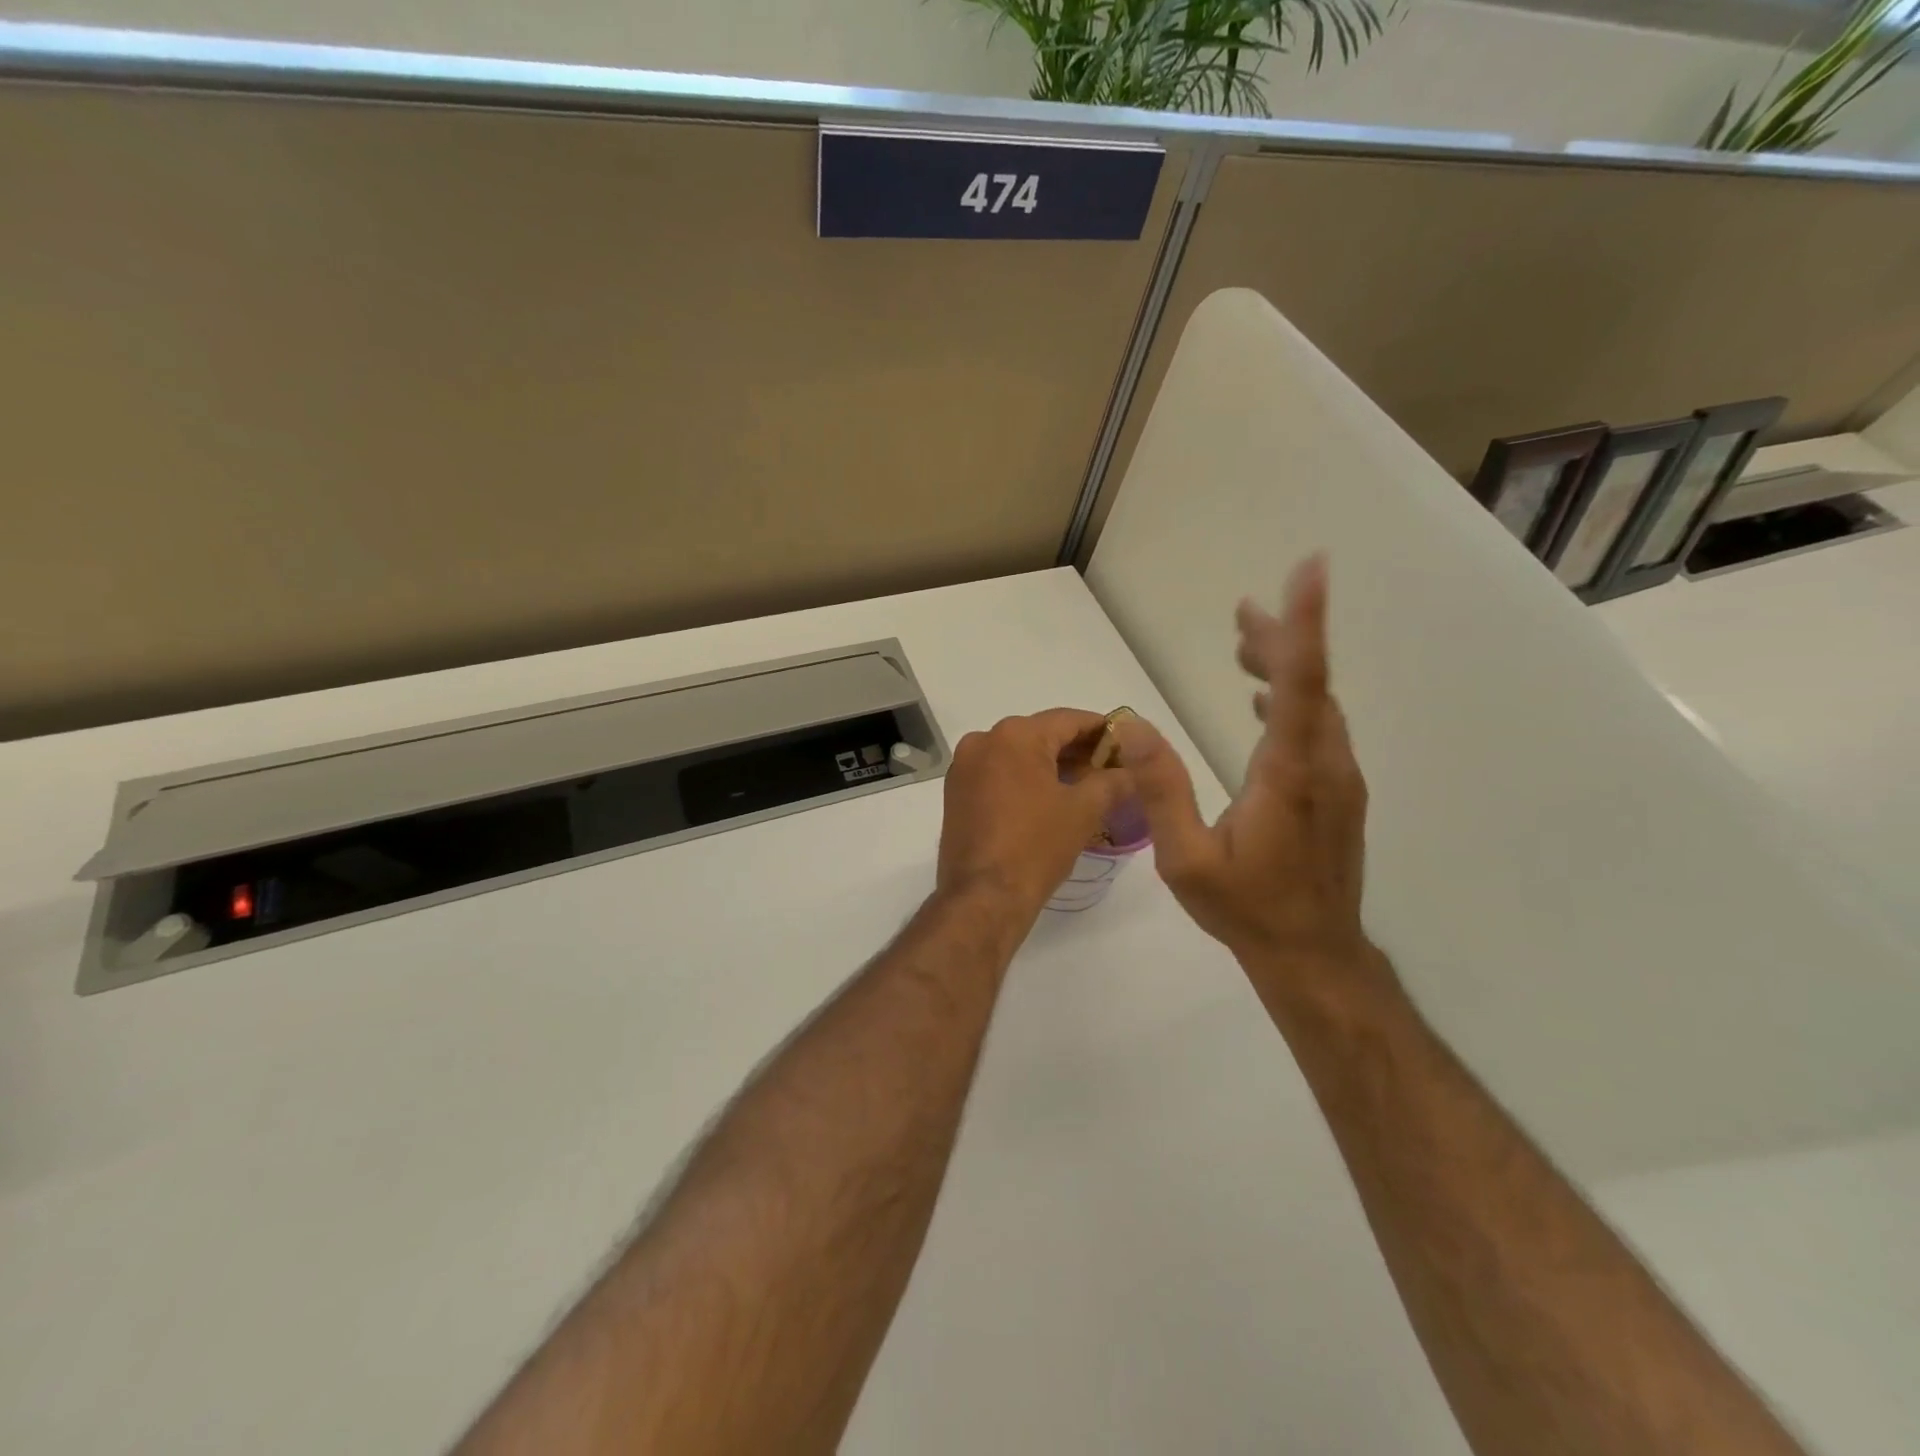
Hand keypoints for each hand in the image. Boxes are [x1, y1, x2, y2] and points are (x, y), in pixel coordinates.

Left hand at [937, 709, 1134, 919]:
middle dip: (1077, 750)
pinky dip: (1025, 779)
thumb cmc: (1035, 847)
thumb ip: (1112, 781)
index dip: (1102, 730)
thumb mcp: (1084, 810)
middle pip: (1041, 734)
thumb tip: (1132, 772)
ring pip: (1018, 754)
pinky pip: (998, 773)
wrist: (983, 897)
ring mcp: (964, 767)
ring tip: (1086, 785)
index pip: (1068, 720)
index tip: (1127, 743)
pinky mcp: (956, 792)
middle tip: (1111, 768)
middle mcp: (983, 741)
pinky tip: (1050, 798)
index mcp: (1014, 736)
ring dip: (1051, 765)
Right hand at [1116, 557, 1376, 978]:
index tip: (1311, 570)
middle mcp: (1324, 765)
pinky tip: (1259, 701)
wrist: (1313, 955)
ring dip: (1285, 668)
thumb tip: (1131, 725)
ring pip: (1317, 705)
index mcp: (1290, 774)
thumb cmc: (1247, 909)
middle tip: (1242, 612)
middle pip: (1310, 684)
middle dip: (1280, 640)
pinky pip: (1317, 728)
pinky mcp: (1337, 793)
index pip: (1300, 684)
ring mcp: (1338, 780)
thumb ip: (1160, 789)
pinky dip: (1291, 700)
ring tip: (1245, 640)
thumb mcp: (1186, 858)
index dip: (1301, 625)